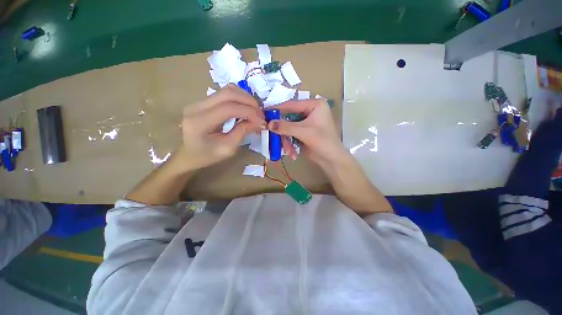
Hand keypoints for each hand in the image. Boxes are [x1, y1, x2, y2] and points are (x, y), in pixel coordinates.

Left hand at [180, 84, 265, 170]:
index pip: (229, 108)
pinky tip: (245, 108)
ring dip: (245, 98)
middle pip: (228, 93)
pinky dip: (239, 98)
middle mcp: (197, 106)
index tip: (262, 121)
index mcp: (200, 122)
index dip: (249, 112)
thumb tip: (259, 121)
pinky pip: (225, 93)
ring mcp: (199, 101)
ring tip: (255, 111)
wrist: (189, 154)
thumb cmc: (208, 156)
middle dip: (249, 102)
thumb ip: (242, 132)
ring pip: (227, 89)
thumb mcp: (228, 148)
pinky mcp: (204, 101)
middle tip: (261, 114)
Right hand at [268, 99, 348, 168]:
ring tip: (289, 151)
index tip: (265, 112)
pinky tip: (292, 153)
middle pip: (288, 118)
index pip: (292, 105)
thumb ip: (286, 127)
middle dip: (283, 131)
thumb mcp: (304, 132)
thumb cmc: (323, 141)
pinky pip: (290, 135)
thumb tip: (269, 124)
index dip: (278, 109)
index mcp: (314, 105)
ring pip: (288, 128)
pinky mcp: (302, 133)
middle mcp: (309, 112)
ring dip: (286, 141)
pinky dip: (289, 144)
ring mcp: (305, 123)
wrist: (331, 159)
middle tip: (272, 136)